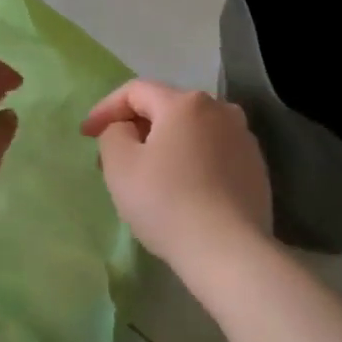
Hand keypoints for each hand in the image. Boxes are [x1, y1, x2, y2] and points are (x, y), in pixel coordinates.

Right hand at [81, 80, 271, 269]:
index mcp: (185, 103)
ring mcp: (243, 139)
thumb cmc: (166, 202)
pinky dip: (189, 162)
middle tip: (110, 158)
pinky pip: (211, 154)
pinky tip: (179, 190)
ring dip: (163, 145)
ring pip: (191, 132)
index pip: (135, 91)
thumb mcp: (120, 165)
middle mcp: (221, 110)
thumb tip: (126, 129)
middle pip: (166, 109)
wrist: (228, 250)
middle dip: (134, 128)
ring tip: (145, 175)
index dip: (105, 109)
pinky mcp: (255, 168)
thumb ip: (113, 133)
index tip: (86, 135)